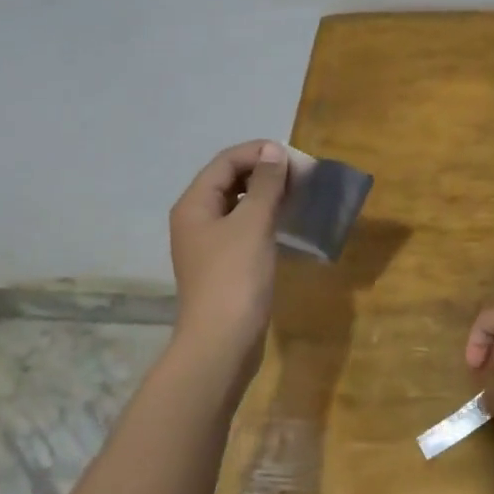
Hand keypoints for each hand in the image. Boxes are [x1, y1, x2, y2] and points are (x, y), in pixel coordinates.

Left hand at [169, 140, 289, 382]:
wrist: (222, 342)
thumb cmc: (235, 277)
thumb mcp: (253, 224)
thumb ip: (265, 184)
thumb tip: (274, 150)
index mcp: (194, 204)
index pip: (225, 162)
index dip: (258, 152)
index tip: (294, 157)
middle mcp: (195, 220)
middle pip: (228, 181)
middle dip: (263, 172)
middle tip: (299, 175)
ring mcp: (208, 245)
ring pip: (237, 206)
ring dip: (265, 195)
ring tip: (297, 195)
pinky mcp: (223, 265)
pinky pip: (243, 229)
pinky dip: (263, 219)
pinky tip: (286, 224)